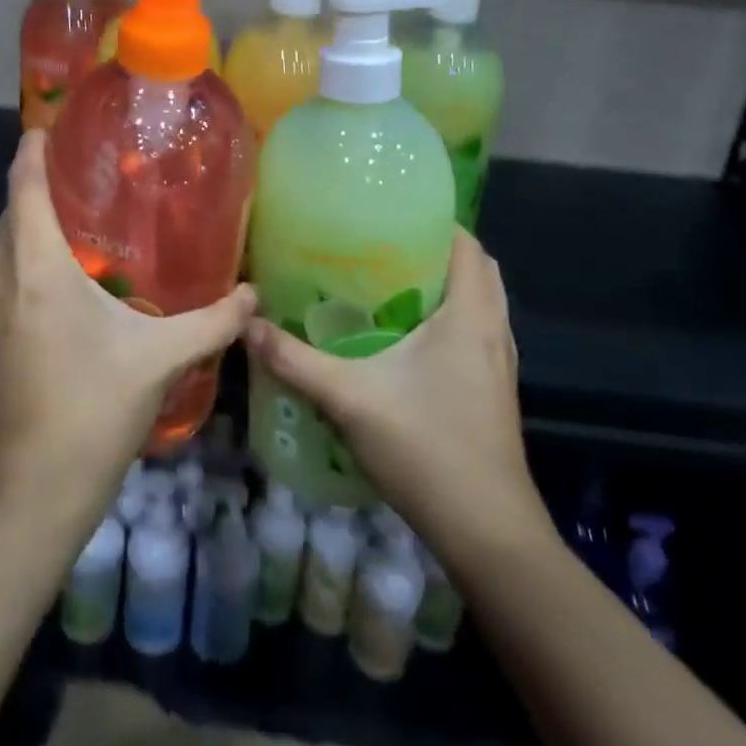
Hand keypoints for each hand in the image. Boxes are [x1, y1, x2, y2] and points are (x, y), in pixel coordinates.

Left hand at [0, 130, 255, 540]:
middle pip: (9, 220)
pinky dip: (12, 289)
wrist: (28, 500)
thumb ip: (213, 322)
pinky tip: (43, 318)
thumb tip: (253, 296)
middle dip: (36, 201)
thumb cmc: (94, 414)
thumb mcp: (160, 361)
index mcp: (35, 270)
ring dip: (25, 249)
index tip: (43, 129)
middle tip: (78, 197)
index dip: (31, 151)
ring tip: (68, 258)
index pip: (23, 187)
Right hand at [244, 228, 551, 570]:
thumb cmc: (426, 448)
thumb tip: (247, 324)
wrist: (487, 532)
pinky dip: (449, 318)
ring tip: (388, 283)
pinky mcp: (493, 391)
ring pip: (478, 303)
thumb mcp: (350, 398)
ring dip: (444, 285)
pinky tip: (404, 338)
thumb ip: (295, 360)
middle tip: (382, 247)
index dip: (436, 220)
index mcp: (470, 315)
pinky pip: (475, 332)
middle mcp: (493, 330)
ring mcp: (498, 364)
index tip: (389, 212)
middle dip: (435, 250)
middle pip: (476, 269)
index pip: (467, 244)